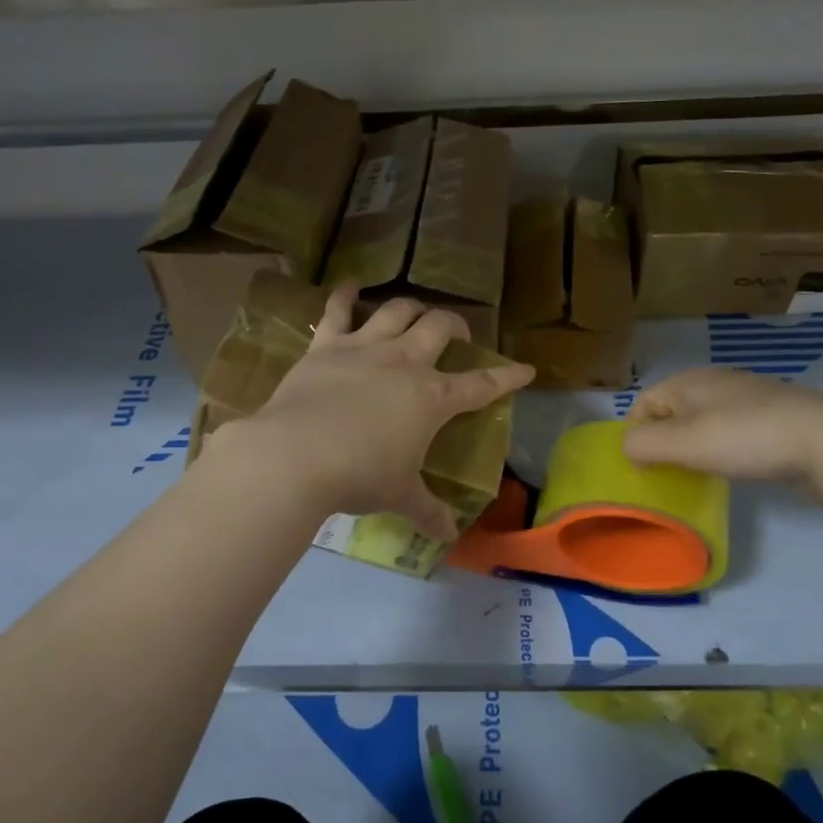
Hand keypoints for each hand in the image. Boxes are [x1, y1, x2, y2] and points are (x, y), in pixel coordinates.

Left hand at [215, 285, 534, 539]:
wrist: (297, 454)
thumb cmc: (359, 475)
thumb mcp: (400, 495)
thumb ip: (428, 511)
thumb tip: (449, 536)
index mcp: (432, 397)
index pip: (482, 384)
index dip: (507, 376)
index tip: (525, 369)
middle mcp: (405, 362)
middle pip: (439, 327)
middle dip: (454, 325)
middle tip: (455, 331)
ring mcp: (365, 347)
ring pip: (398, 310)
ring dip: (411, 306)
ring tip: (416, 309)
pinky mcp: (327, 345)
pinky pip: (337, 310)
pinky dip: (345, 295)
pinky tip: (350, 286)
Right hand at [620, 368, 822, 484]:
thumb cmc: (745, 437)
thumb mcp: (682, 442)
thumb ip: (643, 443)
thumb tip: (627, 448)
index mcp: (689, 381)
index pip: (643, 403)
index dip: (635, 435)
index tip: (642, 468)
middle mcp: (715, 382)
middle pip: (673, 412)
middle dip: (664, 442)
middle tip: (667, 475)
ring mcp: (748, 397)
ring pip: (704, 422)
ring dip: (694, 448)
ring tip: (699, 475)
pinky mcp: (774, 417)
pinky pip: (733, 431)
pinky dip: (724, 449)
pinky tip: (735, 468)